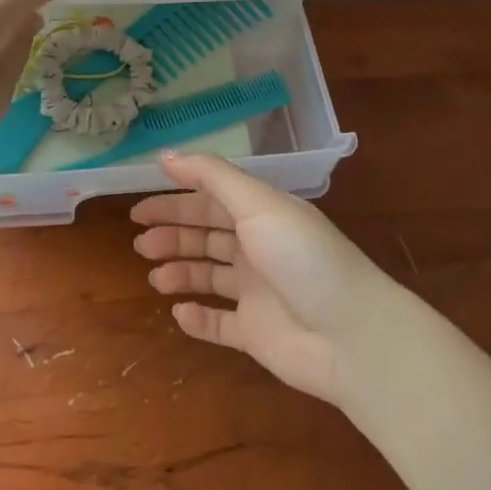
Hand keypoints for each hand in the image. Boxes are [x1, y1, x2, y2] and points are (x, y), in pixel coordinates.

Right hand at [131, 151, 397, 406]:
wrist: (351, 335)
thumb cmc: (302, 256)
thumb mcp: (257, 203)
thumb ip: (211, 176)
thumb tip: (165, 154)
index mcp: (261, 213)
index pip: (211, 199)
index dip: (176, 199)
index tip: (140, 205)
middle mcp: (258, 247)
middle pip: (206, 234)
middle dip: (172, 234)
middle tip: (139, 241)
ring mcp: (257, 292)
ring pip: (208, 275)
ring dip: (180, 271)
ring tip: (154, 275)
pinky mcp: (256, 333)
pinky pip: (219, 323)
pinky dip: (198, 318)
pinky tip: (179, 312)